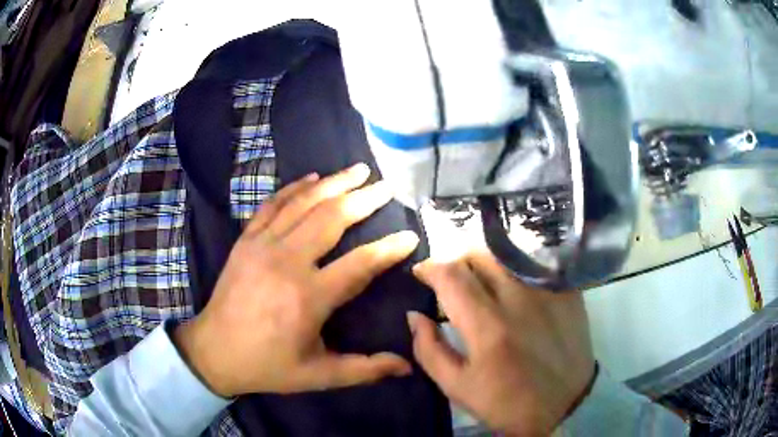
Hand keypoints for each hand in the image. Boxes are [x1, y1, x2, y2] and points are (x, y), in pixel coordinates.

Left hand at [174, 163, 416, 397]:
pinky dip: (294, 188)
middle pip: (332, 219)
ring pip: (303, 204)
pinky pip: (272, 205)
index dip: (389, 249)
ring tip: (358, 170)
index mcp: (308, 298)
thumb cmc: (268, 366)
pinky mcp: (245, 241)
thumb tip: (407, 367)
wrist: (214, 351)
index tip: (410, 235)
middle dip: (364, 199)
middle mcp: (286, 262)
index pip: (360, 264)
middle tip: (387, 186)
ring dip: (334, 184)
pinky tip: (313, 178)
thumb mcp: (319, 376)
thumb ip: (365, 369)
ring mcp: (262, 246)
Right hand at [408, 252, 595, 435]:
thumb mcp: (458, 387)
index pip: (451, 276)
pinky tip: (514, 293)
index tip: (421, 273)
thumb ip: (429, 350)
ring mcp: (547, 292)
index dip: (430, 267)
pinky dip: (515, 272)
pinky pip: (534, 266)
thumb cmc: (507, 402)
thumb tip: (415, 315)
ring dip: (485, 265)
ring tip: (482, 284)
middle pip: (478, 255)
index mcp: (487, 327)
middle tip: (452, 281)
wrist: (565, 405)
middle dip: (456, 261)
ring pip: (507, 256)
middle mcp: (519, 300)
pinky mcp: (567, 292)